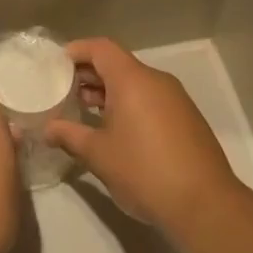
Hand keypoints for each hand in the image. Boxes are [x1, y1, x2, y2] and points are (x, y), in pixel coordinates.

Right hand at [45, 38, 238, 233]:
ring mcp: (175, 99)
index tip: (55, 64)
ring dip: (109, 91)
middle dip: (89, 73)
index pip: (101, 48)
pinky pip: (150, 99)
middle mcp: (156, 81)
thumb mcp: (98, 154)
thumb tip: (48, 129)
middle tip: (63, 89)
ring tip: (84, 110)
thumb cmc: (144, 171)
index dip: (76, 51)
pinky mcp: (186, 118)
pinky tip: (115, 129)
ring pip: (135, 83)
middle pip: (118, 64)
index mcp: (133, 80)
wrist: (205, 204)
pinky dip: (129, 104)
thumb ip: (69, 135)